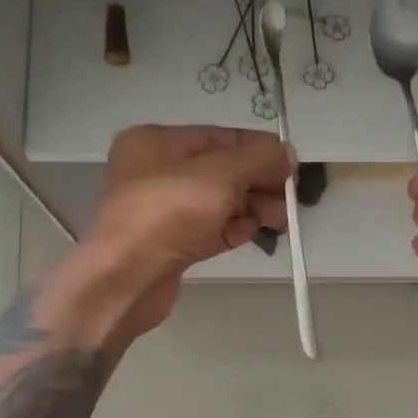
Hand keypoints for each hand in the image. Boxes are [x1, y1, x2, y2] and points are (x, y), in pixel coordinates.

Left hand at [67, 124, 294, 342]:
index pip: (221, 137)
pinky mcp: (171, 242)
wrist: (125, 280)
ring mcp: (162, 209)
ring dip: (251, 208)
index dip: (260, 150)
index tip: (292, 169)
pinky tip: (252, 235)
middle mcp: (156, 170)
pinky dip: (233, 229)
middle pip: (223, 170)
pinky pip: (210, 228)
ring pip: (219, 201)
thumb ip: (258, 159)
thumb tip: (288, 153)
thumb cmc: (168, 215)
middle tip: (286, 203)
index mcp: (157, 142)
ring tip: (276, 223)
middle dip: (258, 184)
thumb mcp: (219, 175)